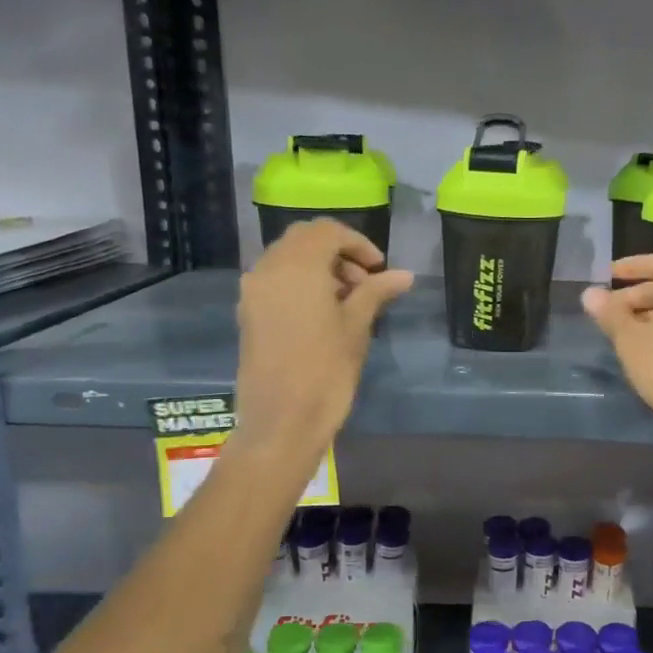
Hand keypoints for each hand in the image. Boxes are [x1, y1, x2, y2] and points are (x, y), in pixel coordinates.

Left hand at [234, 220, 412, 457]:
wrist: (281, 421)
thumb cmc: (326, 371)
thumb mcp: (357, 327)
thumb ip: (377, 291)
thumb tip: (404, 274)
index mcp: (297, 266)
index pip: (327, 231)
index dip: (358, 243)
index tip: (380, 269)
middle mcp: (268, 269)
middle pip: (303, 240)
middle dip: (337, 252)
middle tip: (365, 282)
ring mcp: (253, 291)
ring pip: (287, 259)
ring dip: (319, 267)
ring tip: (348, 300)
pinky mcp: (248, 313)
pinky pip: (275, 280)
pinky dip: (301, 283)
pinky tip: (323, 313)